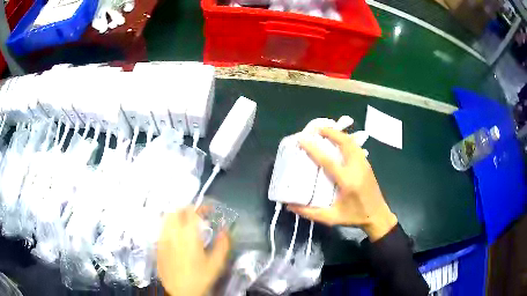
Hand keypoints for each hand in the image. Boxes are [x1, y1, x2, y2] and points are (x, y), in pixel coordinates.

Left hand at [157, 207, 229, 295]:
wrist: (180, 292)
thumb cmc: (199, 278)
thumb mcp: (216, 264)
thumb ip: (222, 245)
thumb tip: (225, 231)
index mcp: (188, 236)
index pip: (192, 212)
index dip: (201, 207)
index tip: (209, 209)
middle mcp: (173, 234)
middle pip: (176, 211)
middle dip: (187, 208)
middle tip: (197, 213)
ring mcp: (163, 239)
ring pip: (166, 217)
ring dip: (177, 214)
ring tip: (185, 220)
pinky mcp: (158, 245)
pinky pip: (162, 228)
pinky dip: (169, 224)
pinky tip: (176, 233)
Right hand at [288, 127, 397, 240]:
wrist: (378, 216)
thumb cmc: (354, 217)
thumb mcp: (332, 218)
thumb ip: (310, 213)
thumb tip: (290, 206)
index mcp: (347, 181)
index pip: (328, 161)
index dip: (314, 149)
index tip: (303, 139)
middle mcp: (357, 168)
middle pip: (345, 143)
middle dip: (331, 132)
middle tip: (317, 129)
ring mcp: (364, 165)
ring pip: (352, 143)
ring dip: (339, 134)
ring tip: (326, 132)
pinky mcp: (367, 165)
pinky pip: (356, 147)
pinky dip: (346, 140)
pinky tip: (339, 141)